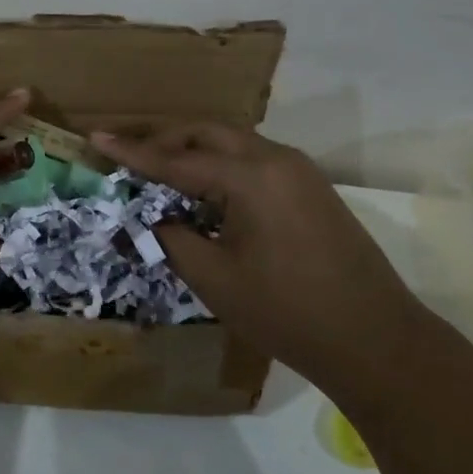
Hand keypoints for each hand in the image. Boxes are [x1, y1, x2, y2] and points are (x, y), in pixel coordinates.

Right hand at [91, 122, 428, 396]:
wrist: (377, 340)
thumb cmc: (288, 312)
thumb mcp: (215, 279)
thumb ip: (173, 238)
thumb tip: (155, 217)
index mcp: (249, 177)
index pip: (176, 158)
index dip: (132, 151)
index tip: (95, 136)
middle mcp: (274, 158)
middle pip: (206, 132)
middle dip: (164, 140)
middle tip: (128, 155)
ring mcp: (298, 170)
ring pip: (232, 141)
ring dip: (194, 150)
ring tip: (161, 171)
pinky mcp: (311, 186)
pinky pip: (253, 158)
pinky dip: (221, 164)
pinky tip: (206, 190)